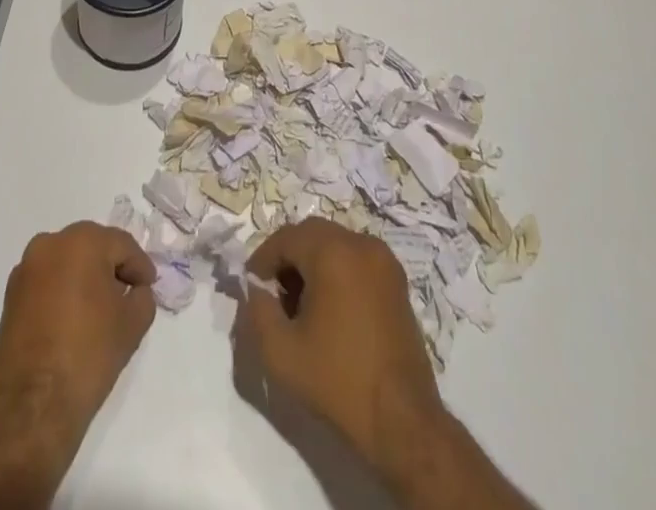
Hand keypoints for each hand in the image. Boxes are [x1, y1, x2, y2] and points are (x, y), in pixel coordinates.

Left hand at [0, 221, 156, 450]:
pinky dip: (62, 293)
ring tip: (99, 310)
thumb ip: (142, 297)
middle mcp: (49, 244)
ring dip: (85, 279)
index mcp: (81, 241)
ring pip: (66, 263)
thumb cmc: (88, 355)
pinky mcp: (10, 297)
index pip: (121, 245)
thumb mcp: (133, 324)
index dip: (139, 267)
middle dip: (111, 268)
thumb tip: (134, 291)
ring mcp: (25, 270)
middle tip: (127, 295)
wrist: (32, 408)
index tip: (148, 288)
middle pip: (91, 247)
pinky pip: (46, 283)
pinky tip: (73, 321)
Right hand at [236, 219, 445, 471]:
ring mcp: (384, 260)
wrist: (402, 421)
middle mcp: (360, 243)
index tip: (253, 288)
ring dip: (312, 263)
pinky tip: (331, 310)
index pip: (286, 237)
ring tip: (301, 305)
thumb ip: (257, 311)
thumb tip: (256, 289)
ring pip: (335, 244)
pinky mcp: (397, 281)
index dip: (263, 259)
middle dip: (288, 258)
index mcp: (333, 251)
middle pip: (312, 234)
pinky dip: (337, 270)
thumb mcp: (280, 353)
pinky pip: (356, 258)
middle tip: (275, 295)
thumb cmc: (338, 382)